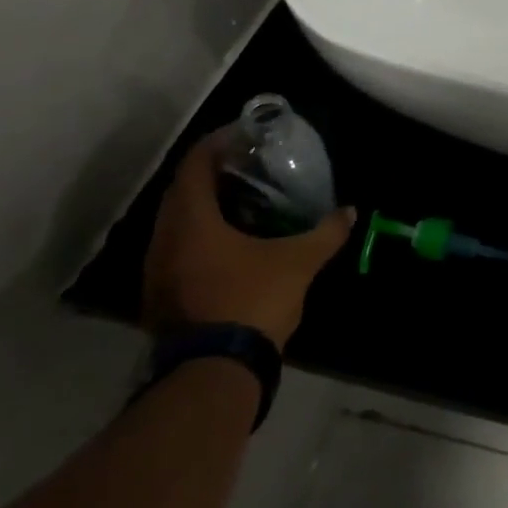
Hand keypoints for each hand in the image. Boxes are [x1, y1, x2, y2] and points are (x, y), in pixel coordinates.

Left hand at [143, 130, 353, 348]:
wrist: (214, 372)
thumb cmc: (253, 300)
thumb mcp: (299, 262)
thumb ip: (325, 233)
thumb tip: (350, 211)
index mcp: (191, 221)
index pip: (195, 166)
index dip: (216, 144)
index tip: (242, 134)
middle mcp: (164, 240)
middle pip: (182, 192)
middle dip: (212, 174)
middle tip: (247, 166)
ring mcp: (157, 271)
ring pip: (177, 223)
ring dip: (204, 207)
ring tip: (242, 201)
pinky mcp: (161, 297)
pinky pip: (178, 249)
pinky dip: (201, 235)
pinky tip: (231, 243)